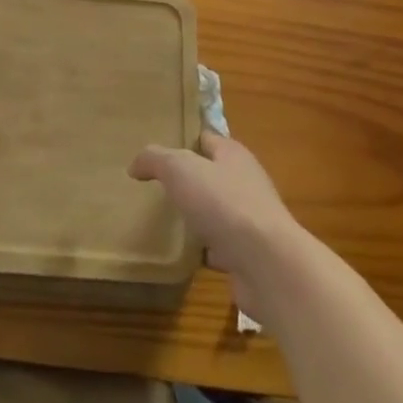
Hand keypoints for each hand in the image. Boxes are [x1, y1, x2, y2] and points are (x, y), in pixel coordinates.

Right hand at [131, 132, 299, 317]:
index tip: (156, 149)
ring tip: (162, 220)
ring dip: (194, 217)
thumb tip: (135, 164)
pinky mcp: (248, 254)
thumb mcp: (180, 169)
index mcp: (233, 154)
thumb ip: (155, 159)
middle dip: (186, 181)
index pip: (205, 138)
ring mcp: (248, 220)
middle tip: (153, 186)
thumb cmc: (224, 203)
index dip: (182, 139)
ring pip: (214, 212)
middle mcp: (244, 182)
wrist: (267, 264)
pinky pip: (218, 246)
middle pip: (210, 175)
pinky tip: (180, 254)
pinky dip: (201, 250)